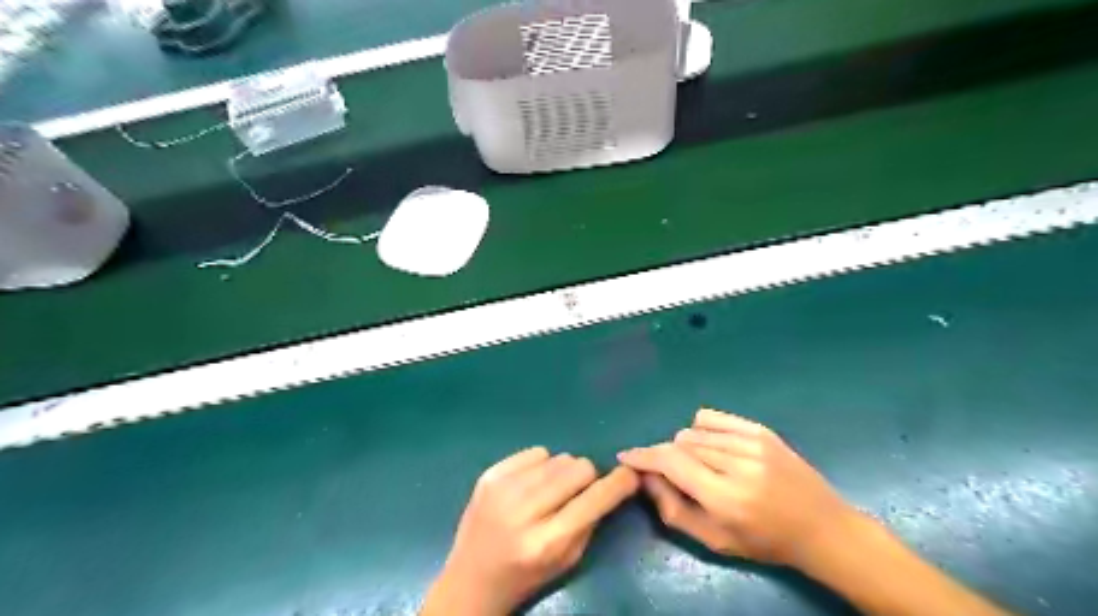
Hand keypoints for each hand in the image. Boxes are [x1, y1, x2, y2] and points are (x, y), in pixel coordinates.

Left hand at [421, 447, 643, 615]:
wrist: (470, 579)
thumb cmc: (526, 575)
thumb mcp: (567, 560)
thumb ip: (591, 521)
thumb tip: (612, 482)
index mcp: (547, 541)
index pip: (595, 499)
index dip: (619, 483)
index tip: (631, 475)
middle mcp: (524, 511)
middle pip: (578, 468)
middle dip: (588, 478)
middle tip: (578, 492)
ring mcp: (503, 489)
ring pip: (558, 457)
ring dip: (563, 472)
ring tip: (551, 491)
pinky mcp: (489, 475)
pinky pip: (535, 452)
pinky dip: (541, 465)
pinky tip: (531, 484)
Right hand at [616, 407, 856, 570]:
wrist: (821, 527)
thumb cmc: (764, 542)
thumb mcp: (714, 540)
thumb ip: (673, 509)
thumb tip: (646, 477)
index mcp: (726, 497)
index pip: (671, 462)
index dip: (643, 457)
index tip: (626, 456)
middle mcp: (738, 464)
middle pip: (679, 444)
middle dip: (666, 457)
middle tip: (673, 475)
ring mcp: (752, 442)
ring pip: (693, 430)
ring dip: (685, 446)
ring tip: (700, 465)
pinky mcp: (761, 430)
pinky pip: (712, 417)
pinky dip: (701, 429)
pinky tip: (710, 446)